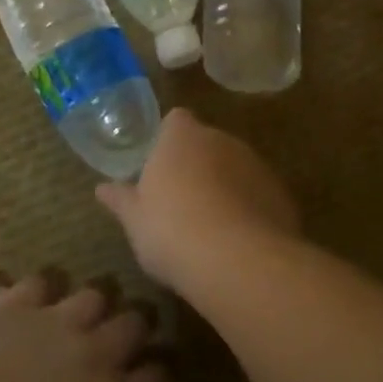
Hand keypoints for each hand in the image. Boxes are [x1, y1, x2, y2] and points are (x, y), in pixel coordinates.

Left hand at [0, 274, 166, 381]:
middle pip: (137, 321)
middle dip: (136, 327)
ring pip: (98, 291)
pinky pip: (46, 279)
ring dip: (95, 305)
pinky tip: (38, 303)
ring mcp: (59, 319)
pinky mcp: (20, 301)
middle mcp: (98, 352)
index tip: (149, 379)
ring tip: (83, 316)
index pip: (160, 378)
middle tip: (123, 338)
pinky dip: (45, 290)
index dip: (156, 376)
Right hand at [95, 108, 299, 288]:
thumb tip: (101, 188)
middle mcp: (221, 139)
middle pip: (207, 143)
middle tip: (181, 201)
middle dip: (197, 164)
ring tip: (211, 226)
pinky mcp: (281, 194)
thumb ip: (120, 199)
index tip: (160, 167)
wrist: (238, 261)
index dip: (168, 139)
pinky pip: (258, 193)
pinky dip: (250, 208)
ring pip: (236, 167)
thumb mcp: (135, 220)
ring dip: (226, 186)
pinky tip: (238, 241)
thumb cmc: (171, 230)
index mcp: (182, 137)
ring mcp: (256, 165)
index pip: (176, 120)